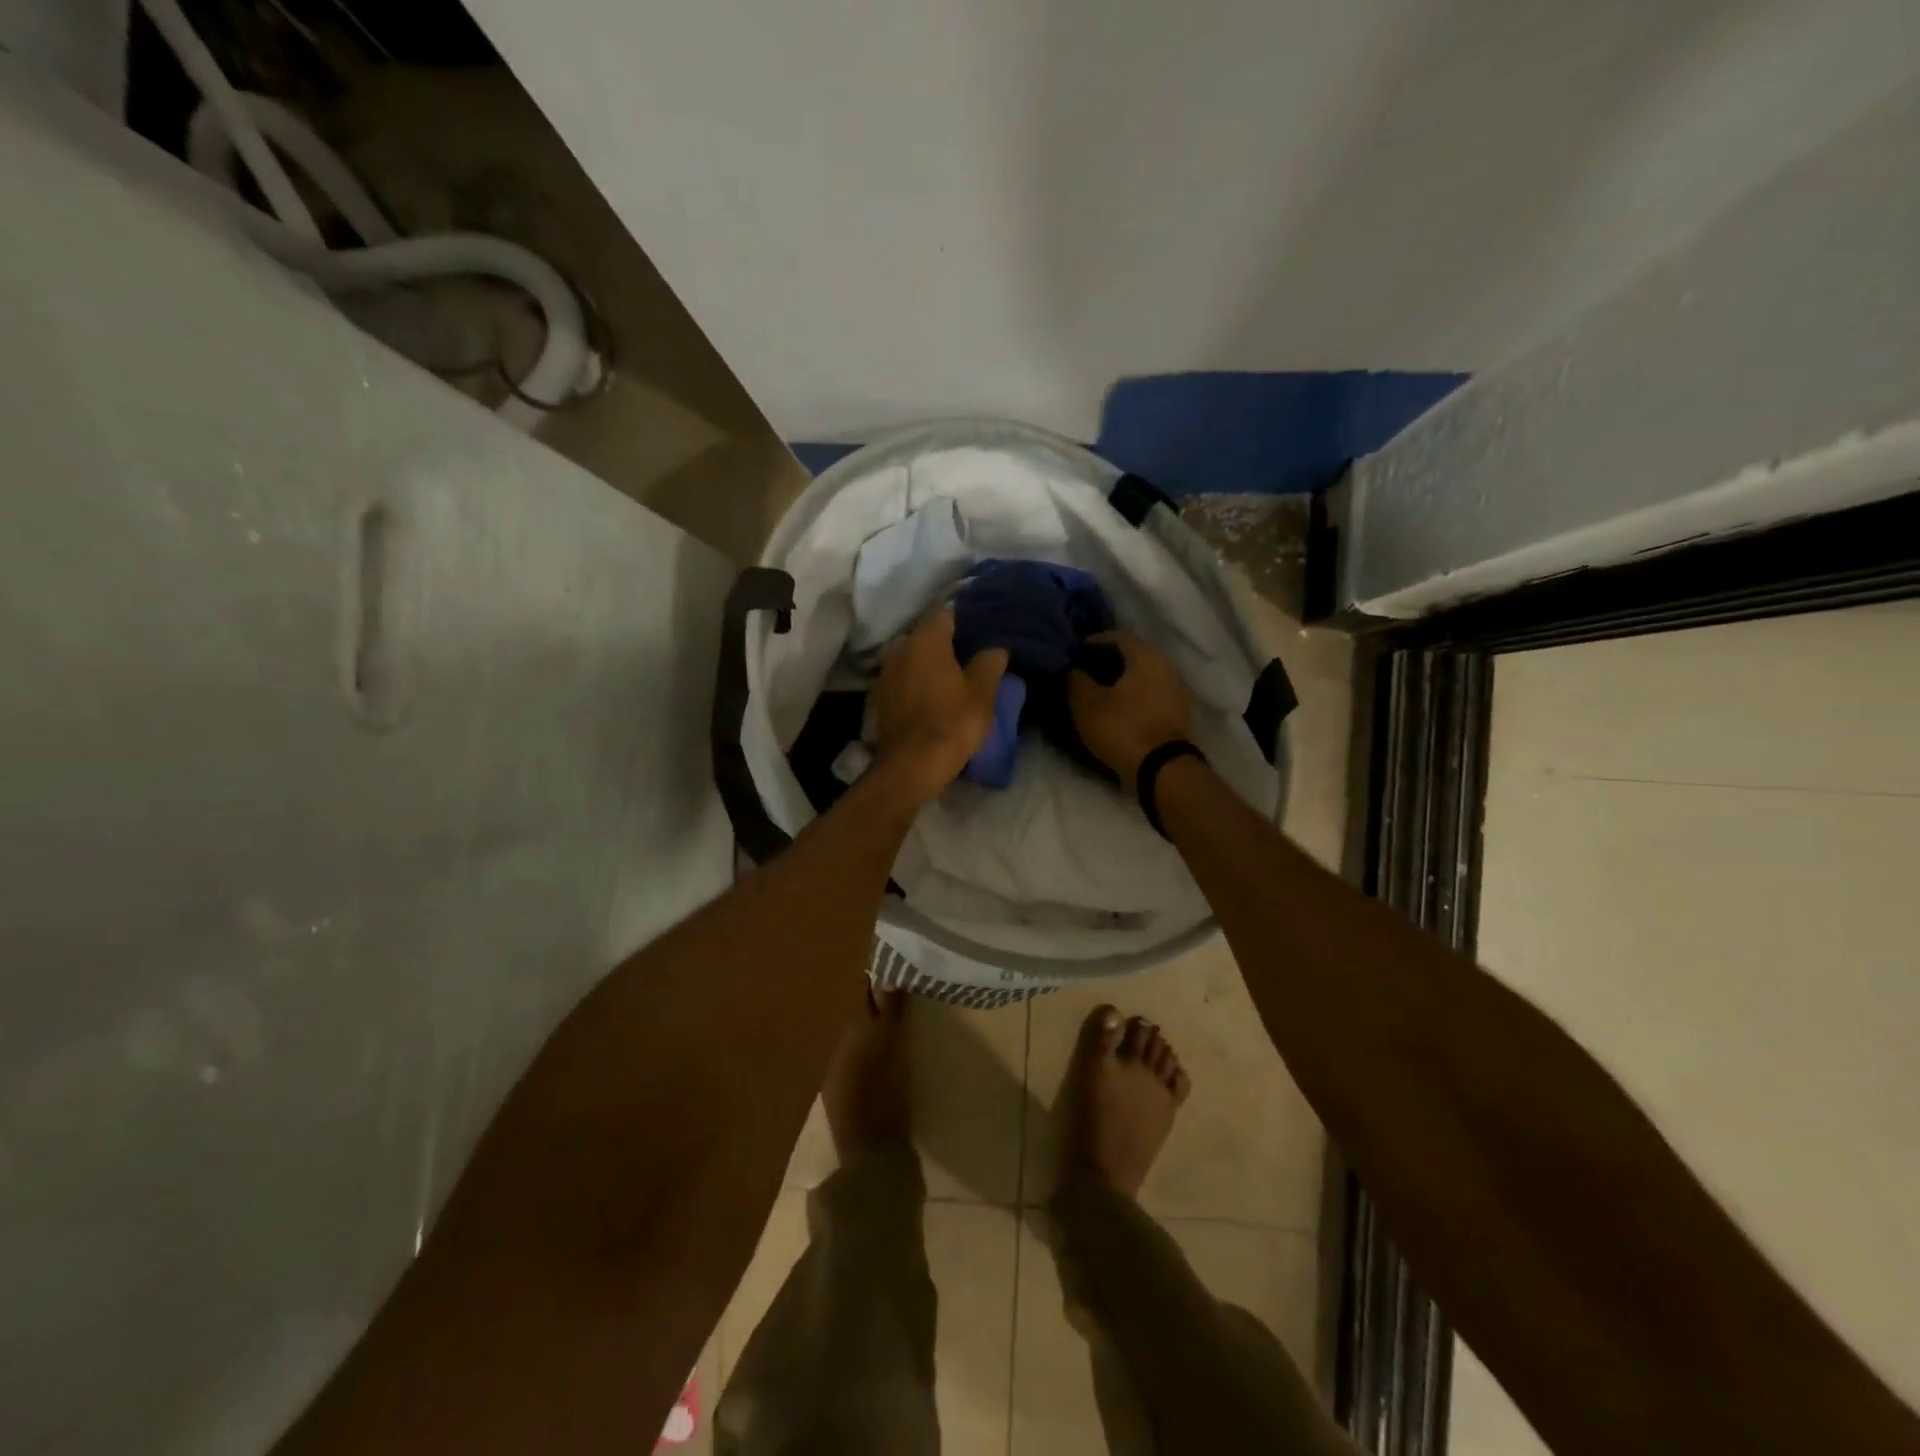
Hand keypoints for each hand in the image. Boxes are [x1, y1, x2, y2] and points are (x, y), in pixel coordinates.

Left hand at [871, 609, 1008, 801]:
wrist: (911, 765)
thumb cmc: (952, 723)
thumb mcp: (983, 693)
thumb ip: (990, 663)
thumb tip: (995, 648)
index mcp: (926, 640)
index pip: (946, 612)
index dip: (964, 619)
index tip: (980, 630)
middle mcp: (900, 648)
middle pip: (925, 634)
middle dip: (944, 642)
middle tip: (968, 655)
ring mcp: (885, 673)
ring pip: (911, 657)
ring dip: (928, 663)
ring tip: (950, 677)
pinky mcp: (879, 697)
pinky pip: (902, 679)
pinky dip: (915, 682)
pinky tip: (930, 696)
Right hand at [1068, 629, 1192, 790]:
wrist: (1161, 769)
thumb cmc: (1122, 727)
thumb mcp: (1086, 703)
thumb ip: (1076, 679)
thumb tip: (1074, 668)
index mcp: (1146, 655)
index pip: (1116, 635)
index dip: (1092, 642)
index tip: (1073, 655)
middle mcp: (1167, 665)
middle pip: (1133, 654)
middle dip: (1107, 661)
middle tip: (1084, 673)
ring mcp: (1177, 689)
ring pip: (1143, 674)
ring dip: (1122, 679)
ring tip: (1098, 692)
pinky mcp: (1178, 712)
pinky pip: (1151, 693)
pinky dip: (1134, 695)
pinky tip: (1118, 708)